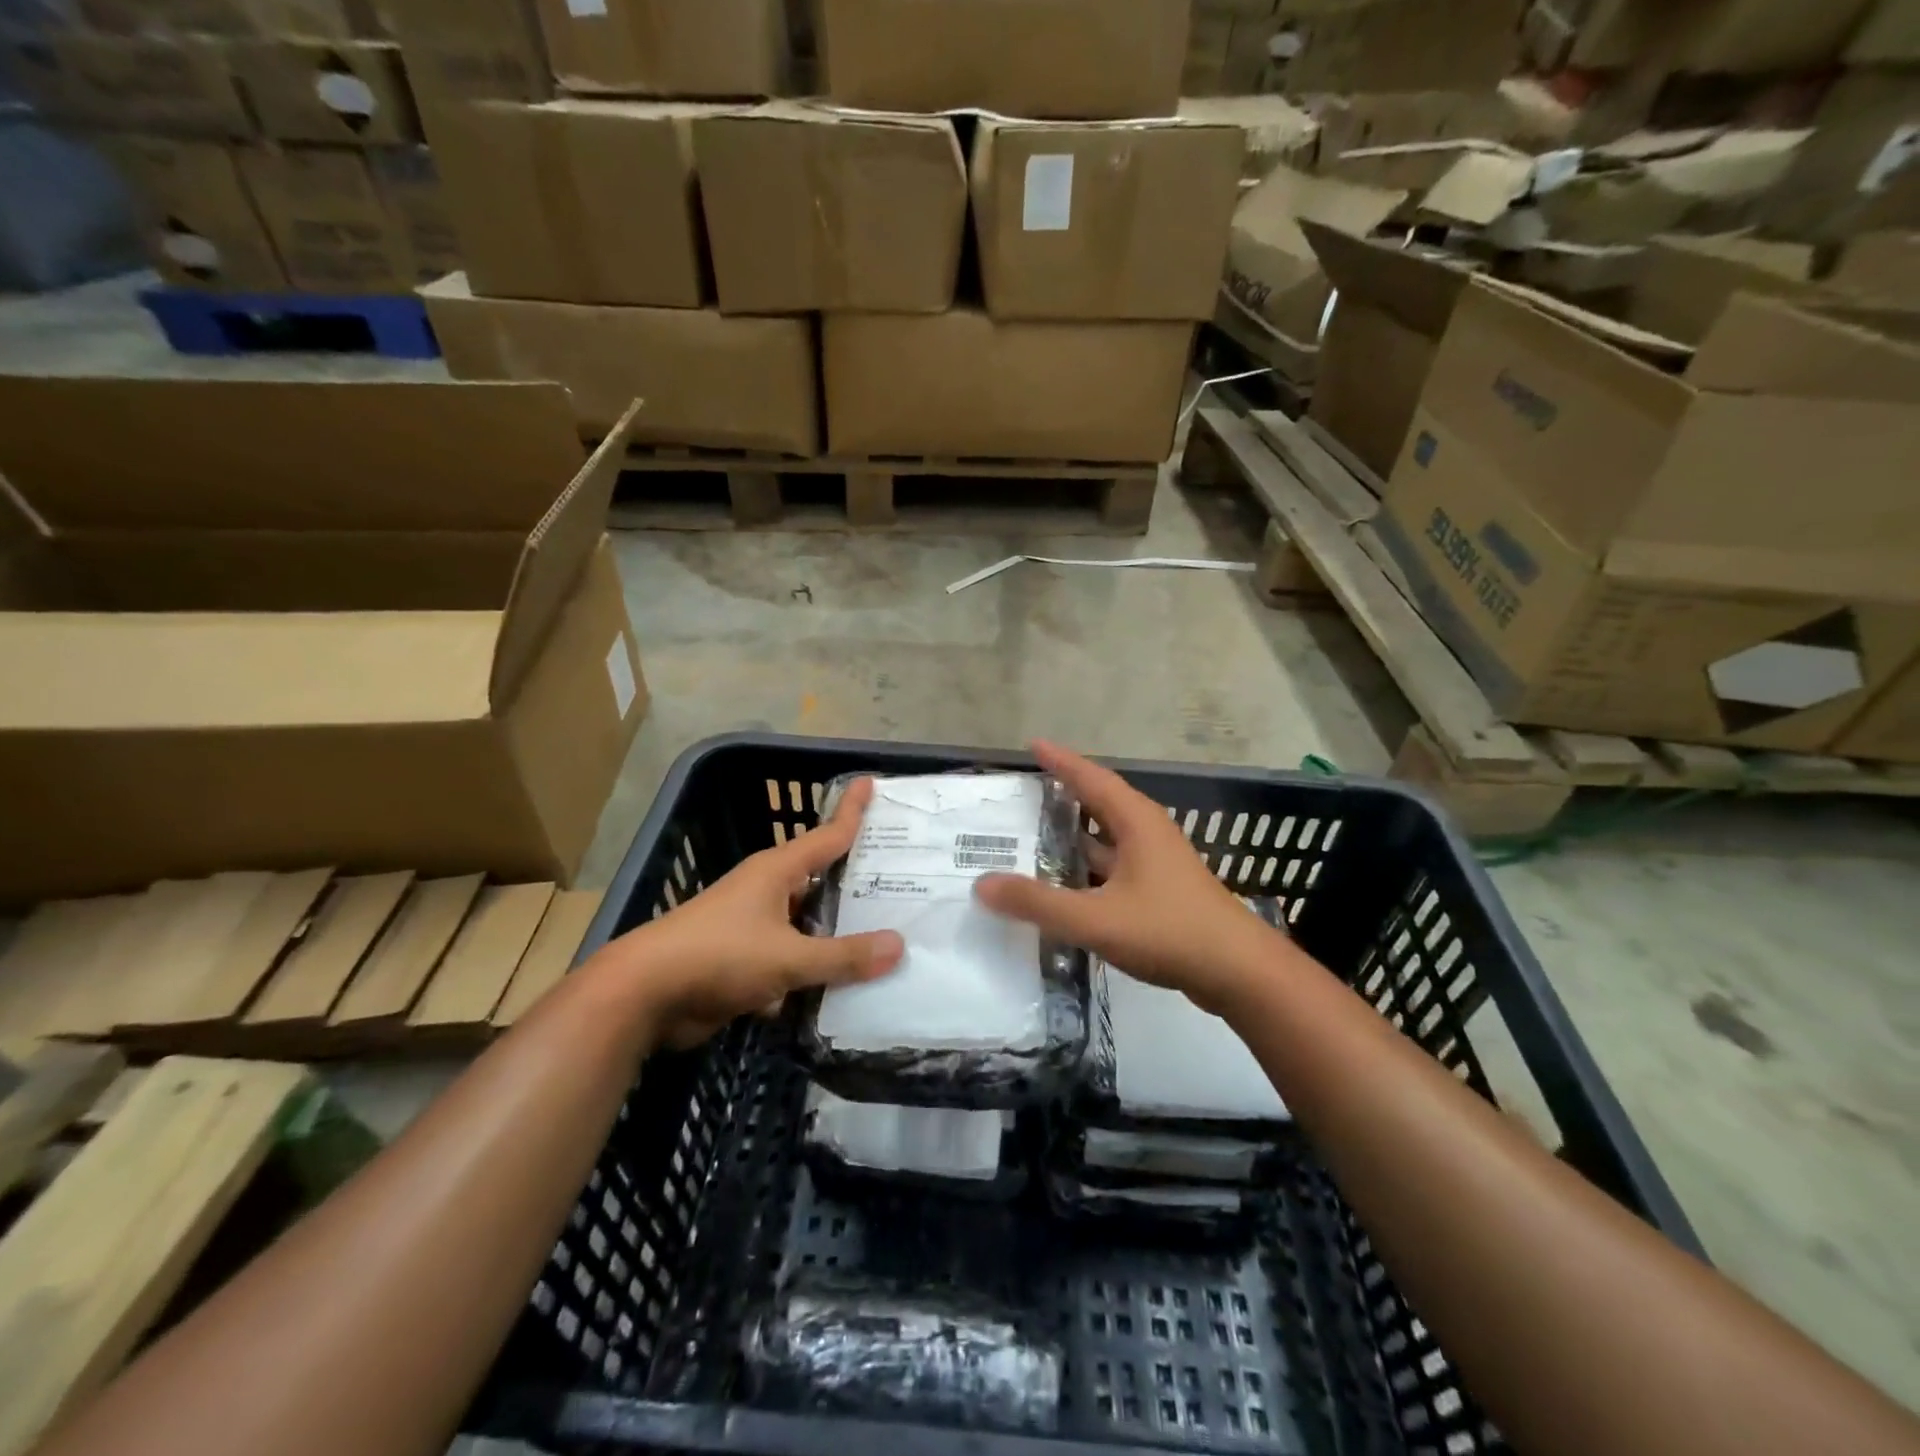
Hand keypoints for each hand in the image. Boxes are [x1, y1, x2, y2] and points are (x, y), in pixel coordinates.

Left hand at [602, 777, 904, 1047]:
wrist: (643, 995)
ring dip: (837, 933)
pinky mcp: (742, 962)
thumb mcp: (788, 957)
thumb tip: (899, 946)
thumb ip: (843, 956)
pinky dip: (812, 970)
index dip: (852, 810)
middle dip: (858, 882)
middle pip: (822, 879)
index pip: (828, 834)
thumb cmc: (718, 956)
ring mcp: (753, 927)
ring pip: (807, 923)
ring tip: (886, 938)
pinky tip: (844, 988)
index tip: (873, 782)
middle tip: (905, 879)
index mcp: (776, 871)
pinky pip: (790, 959)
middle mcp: (767, 891)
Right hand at [974, 742, 1280, 1015]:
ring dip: (1075, 835)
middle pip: (1100, 803)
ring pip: (1107, 839)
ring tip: (1035, 835)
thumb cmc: (1169, 931)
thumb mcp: (1096, 918)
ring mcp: (1157, 864)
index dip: (1061, 761)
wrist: (1239, 973)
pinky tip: (1066, 886)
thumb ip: (1038, 903)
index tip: (1033, 745)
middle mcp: (1147, 834)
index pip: (1092, 778)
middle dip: (1065, 794)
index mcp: (1136, 823)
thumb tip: (982, 884)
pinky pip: (1114, 867)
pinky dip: (1087, 868)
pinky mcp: (1161, 892)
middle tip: (1025, 791)